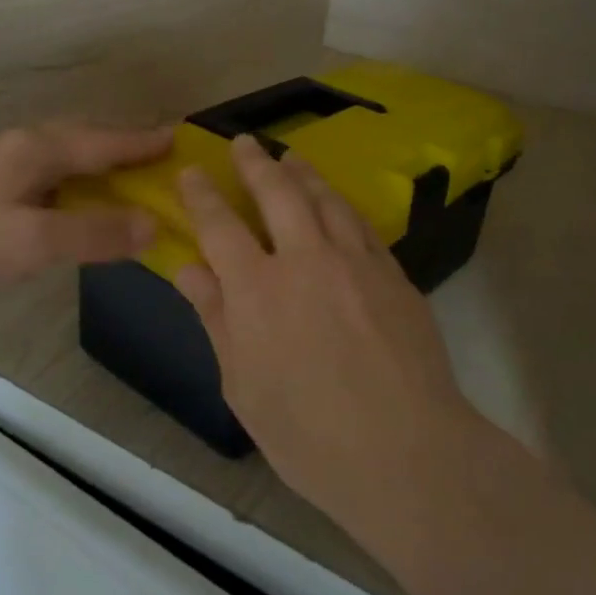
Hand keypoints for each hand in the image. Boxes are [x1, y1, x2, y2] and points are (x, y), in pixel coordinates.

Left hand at [0, 122, 172, 302]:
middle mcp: (25, 146)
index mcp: (38, 148)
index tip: (179, 137)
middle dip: (125, 145)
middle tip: (161, 156)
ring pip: (68, 155)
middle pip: (88, 139)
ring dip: (102, 162)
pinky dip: (80, 182)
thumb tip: (154, 224)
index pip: (104, 141)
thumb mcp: (34, 242)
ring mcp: (6, 165)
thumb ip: (95, 233)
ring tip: (131, 176)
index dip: (143, 142)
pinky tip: (83, 201)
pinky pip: (53, 175)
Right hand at [173, 134, 494, 545]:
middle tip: (243, 142)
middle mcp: (305, 260)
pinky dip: (340, 204)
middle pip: (277, 193)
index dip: (202, 194)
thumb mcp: (243, 386)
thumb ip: (216, 319)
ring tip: (290, 156)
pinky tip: (336, 202)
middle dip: (255, 163)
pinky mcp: (392, 273)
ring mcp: (355, 261)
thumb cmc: (309, 435)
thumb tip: (189, 269)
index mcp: (257, 290)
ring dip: (302, 172)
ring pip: (324, 199)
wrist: (406, 452)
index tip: (191, 170)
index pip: (220, 226)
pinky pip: (360, 224)